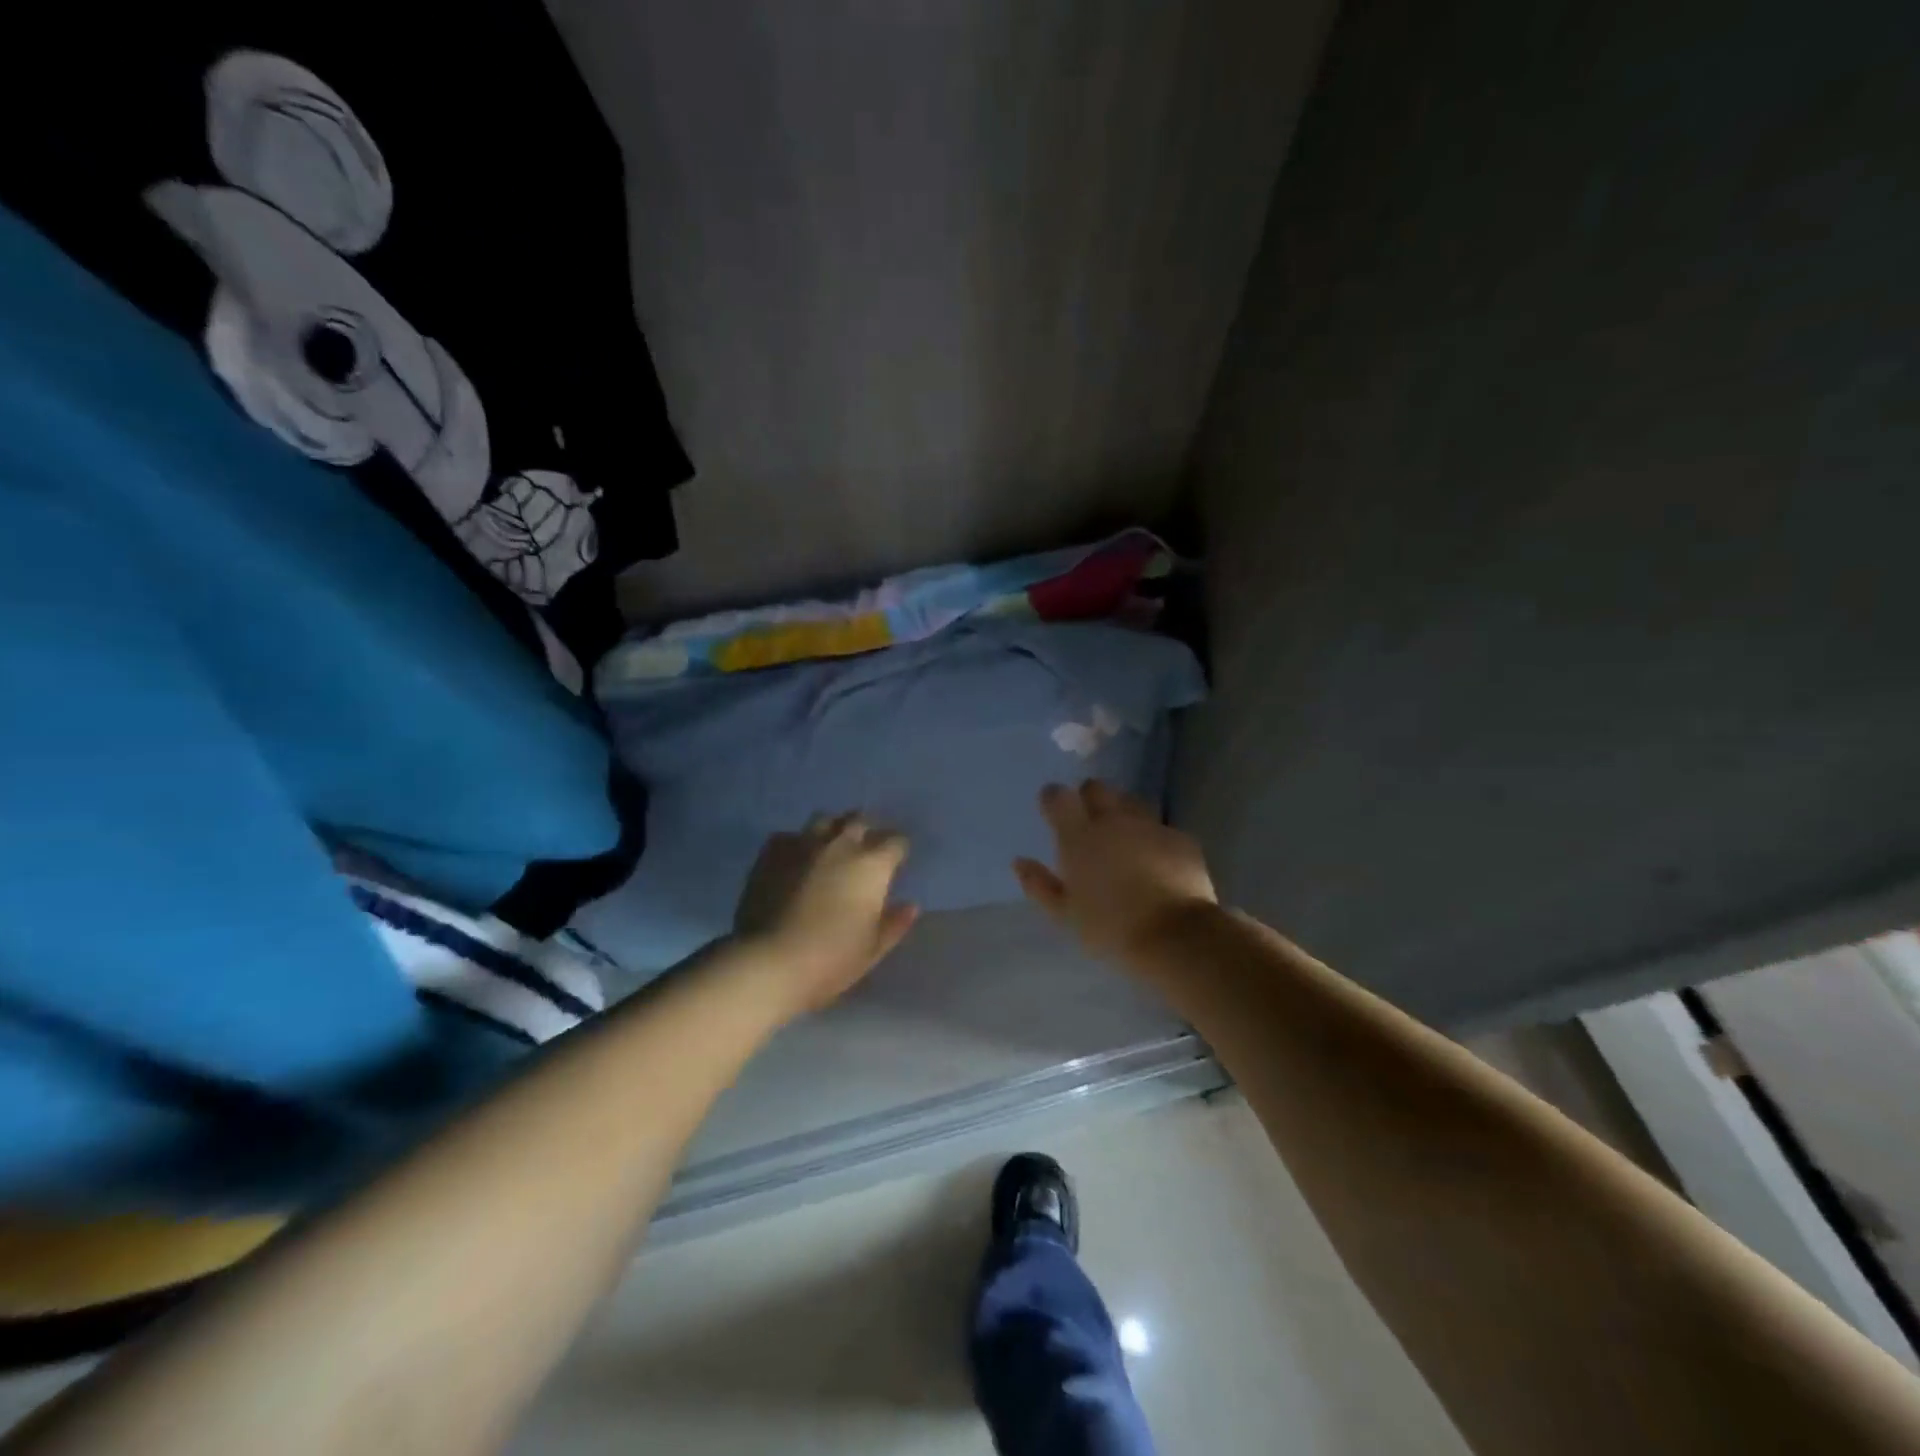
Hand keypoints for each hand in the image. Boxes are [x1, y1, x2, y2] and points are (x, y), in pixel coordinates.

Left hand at [733, 813, 919, 1012]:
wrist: (769, 962)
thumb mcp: (872, 949)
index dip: (899, 851)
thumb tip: (910, 906)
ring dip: (834, 829)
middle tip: (866, 850)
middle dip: (867, 830)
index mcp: (872, 865)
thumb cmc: (831, 959)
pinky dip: (799, 844)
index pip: (896, 841)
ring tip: (832, 846)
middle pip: (860, 820)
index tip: (896, 863)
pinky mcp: (772, 853)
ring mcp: (804, 844)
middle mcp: (841, 844)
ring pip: (825, 820)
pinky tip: (796, 860)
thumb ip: (894, 923)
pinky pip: (790, 836)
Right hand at [1013, 780, 1217, 961]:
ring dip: (1122, 811)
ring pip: (1130, 801)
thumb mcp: (1065, 914)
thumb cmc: (1110, 928)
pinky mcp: (1180, 838)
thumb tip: (1019, 862)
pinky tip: (1155, 858)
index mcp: (1079, 836)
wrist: (1175, 936)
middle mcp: (1113, 820)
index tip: (1052, 811)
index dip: (1053, 798)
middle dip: (1089, 797)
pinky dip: (1152, 836)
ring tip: (1123, 837)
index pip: (1058, 796)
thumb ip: (1039, 884)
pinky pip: (1160, 826)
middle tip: (1088, 822)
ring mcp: (1149, 825)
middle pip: (1096, 787)